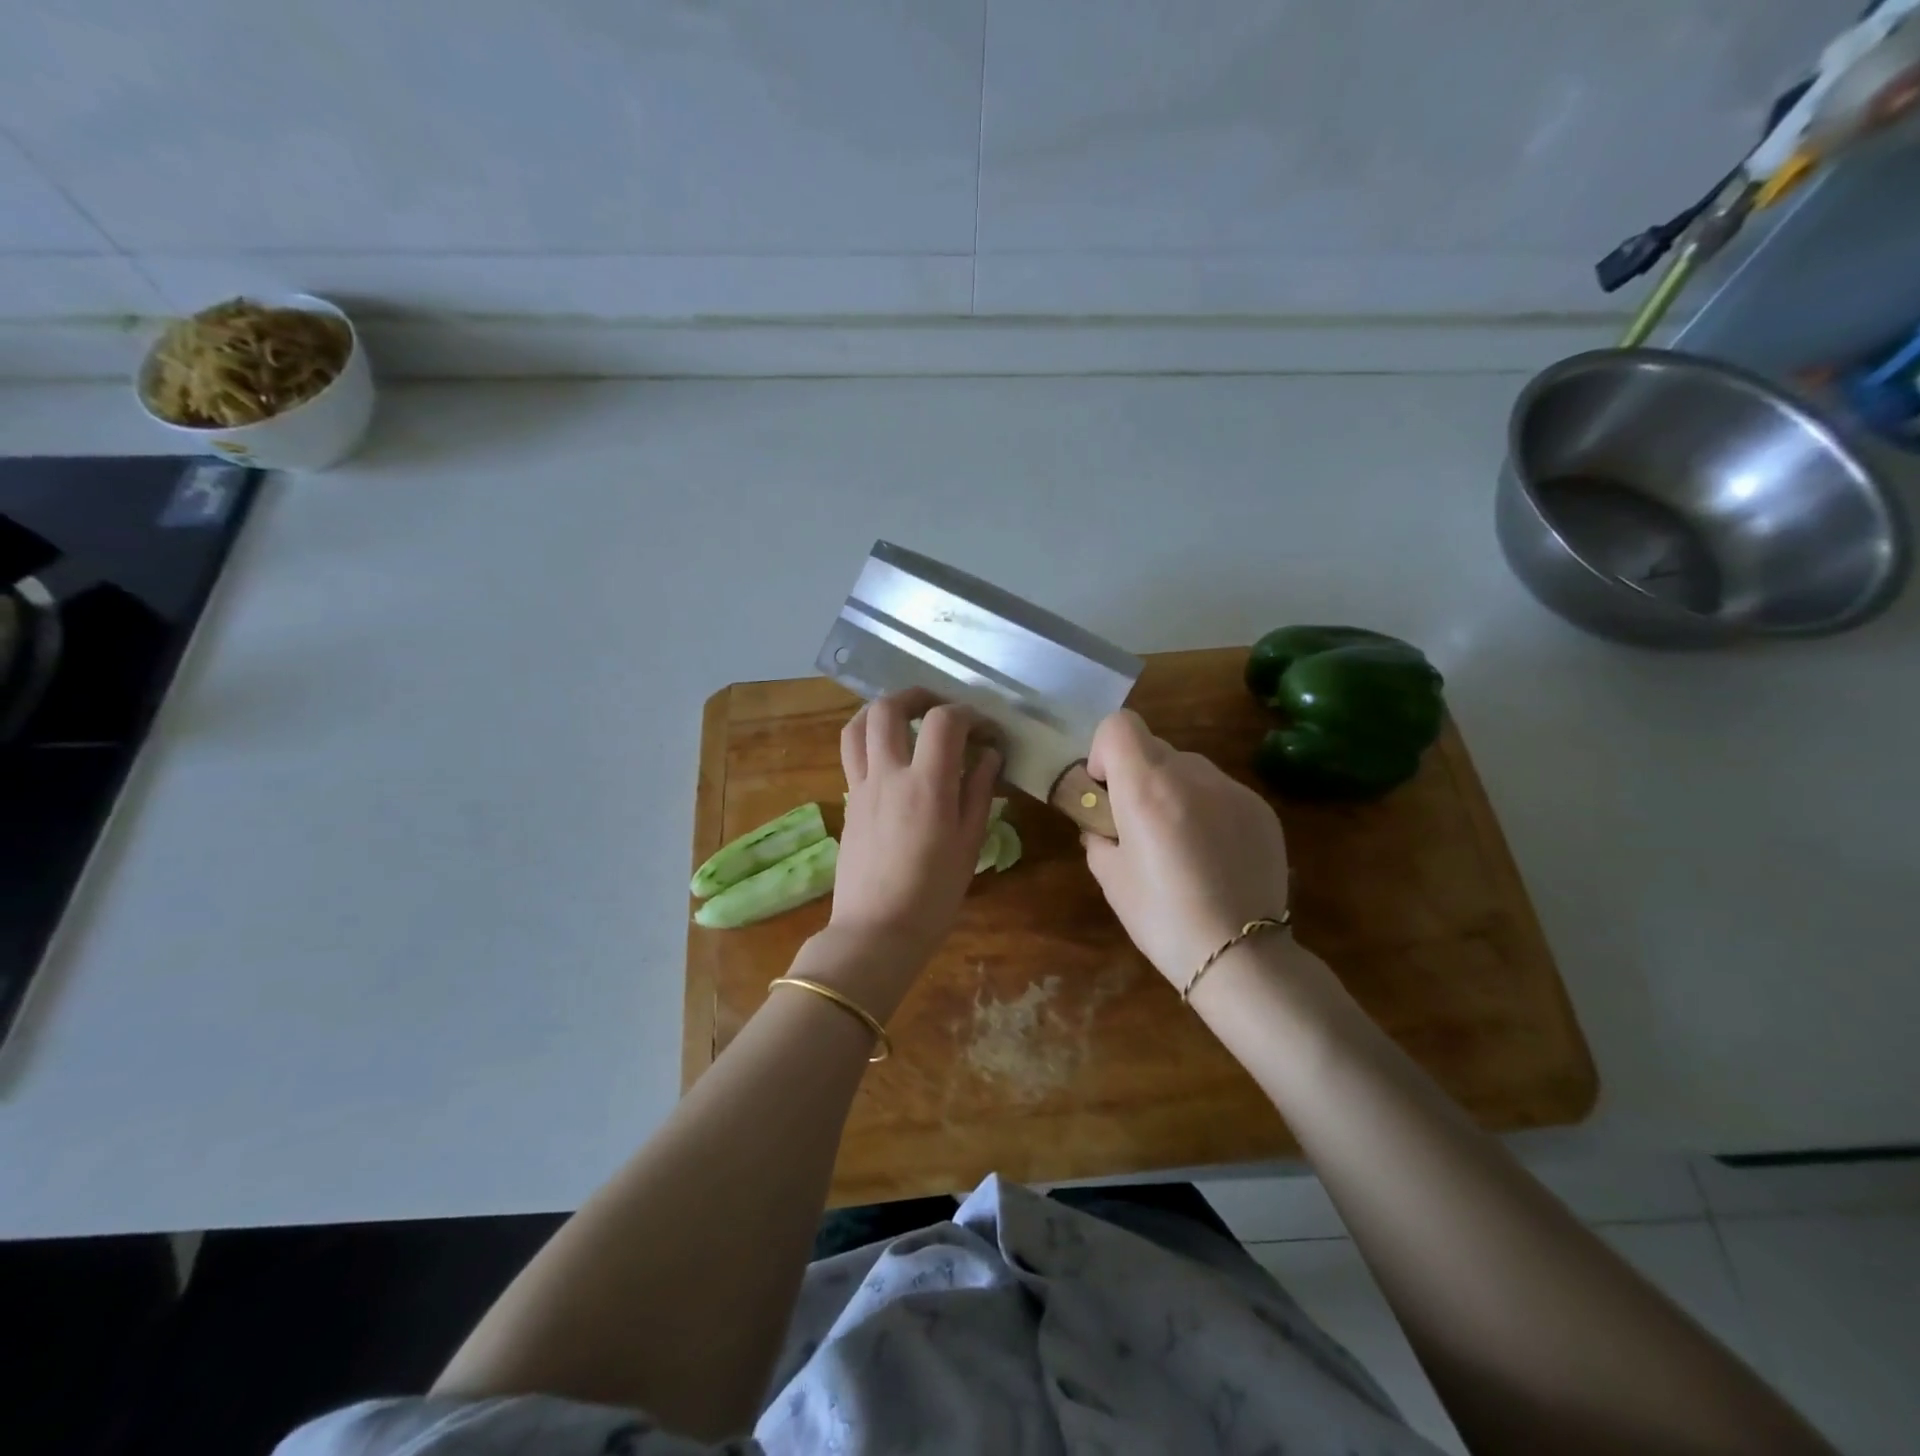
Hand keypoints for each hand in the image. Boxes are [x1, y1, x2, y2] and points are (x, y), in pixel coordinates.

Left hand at [831, 690, 1001, 975]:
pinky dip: (870, 739)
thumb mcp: (969, 844)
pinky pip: (852, 754)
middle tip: (940, 708)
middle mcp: (887, 775)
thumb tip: (989, 754)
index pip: (943, 721)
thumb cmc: (933, 896)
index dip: (968, 714)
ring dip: (882, 710)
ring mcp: (861, 787)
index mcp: (926, 786)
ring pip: (857, 726)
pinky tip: (892, 757)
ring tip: (906, 719)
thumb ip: (979, 791)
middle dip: (916, 696)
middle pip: (887, 708)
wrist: (876, 933)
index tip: (984, 730)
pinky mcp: (848, 803)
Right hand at [1082, 710, 1291, 988]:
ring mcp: (1232, 789)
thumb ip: (1098, 835)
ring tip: (1180, 843)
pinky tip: (1213, 855)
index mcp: (1146, 788)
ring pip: (1190, 768)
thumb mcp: (1110, 877)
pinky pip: (1221, 791)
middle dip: (1138, 775)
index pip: (1119, 725)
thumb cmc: (1161, 918)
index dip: (1104, 750)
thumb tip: (1103, 824)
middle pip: (1154, 747)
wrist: (1239, 955)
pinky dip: (1207, 809)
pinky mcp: (1262, 809)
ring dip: (1175, 790)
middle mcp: (1191, 775)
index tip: (1106, 789)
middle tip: (1139, 823)